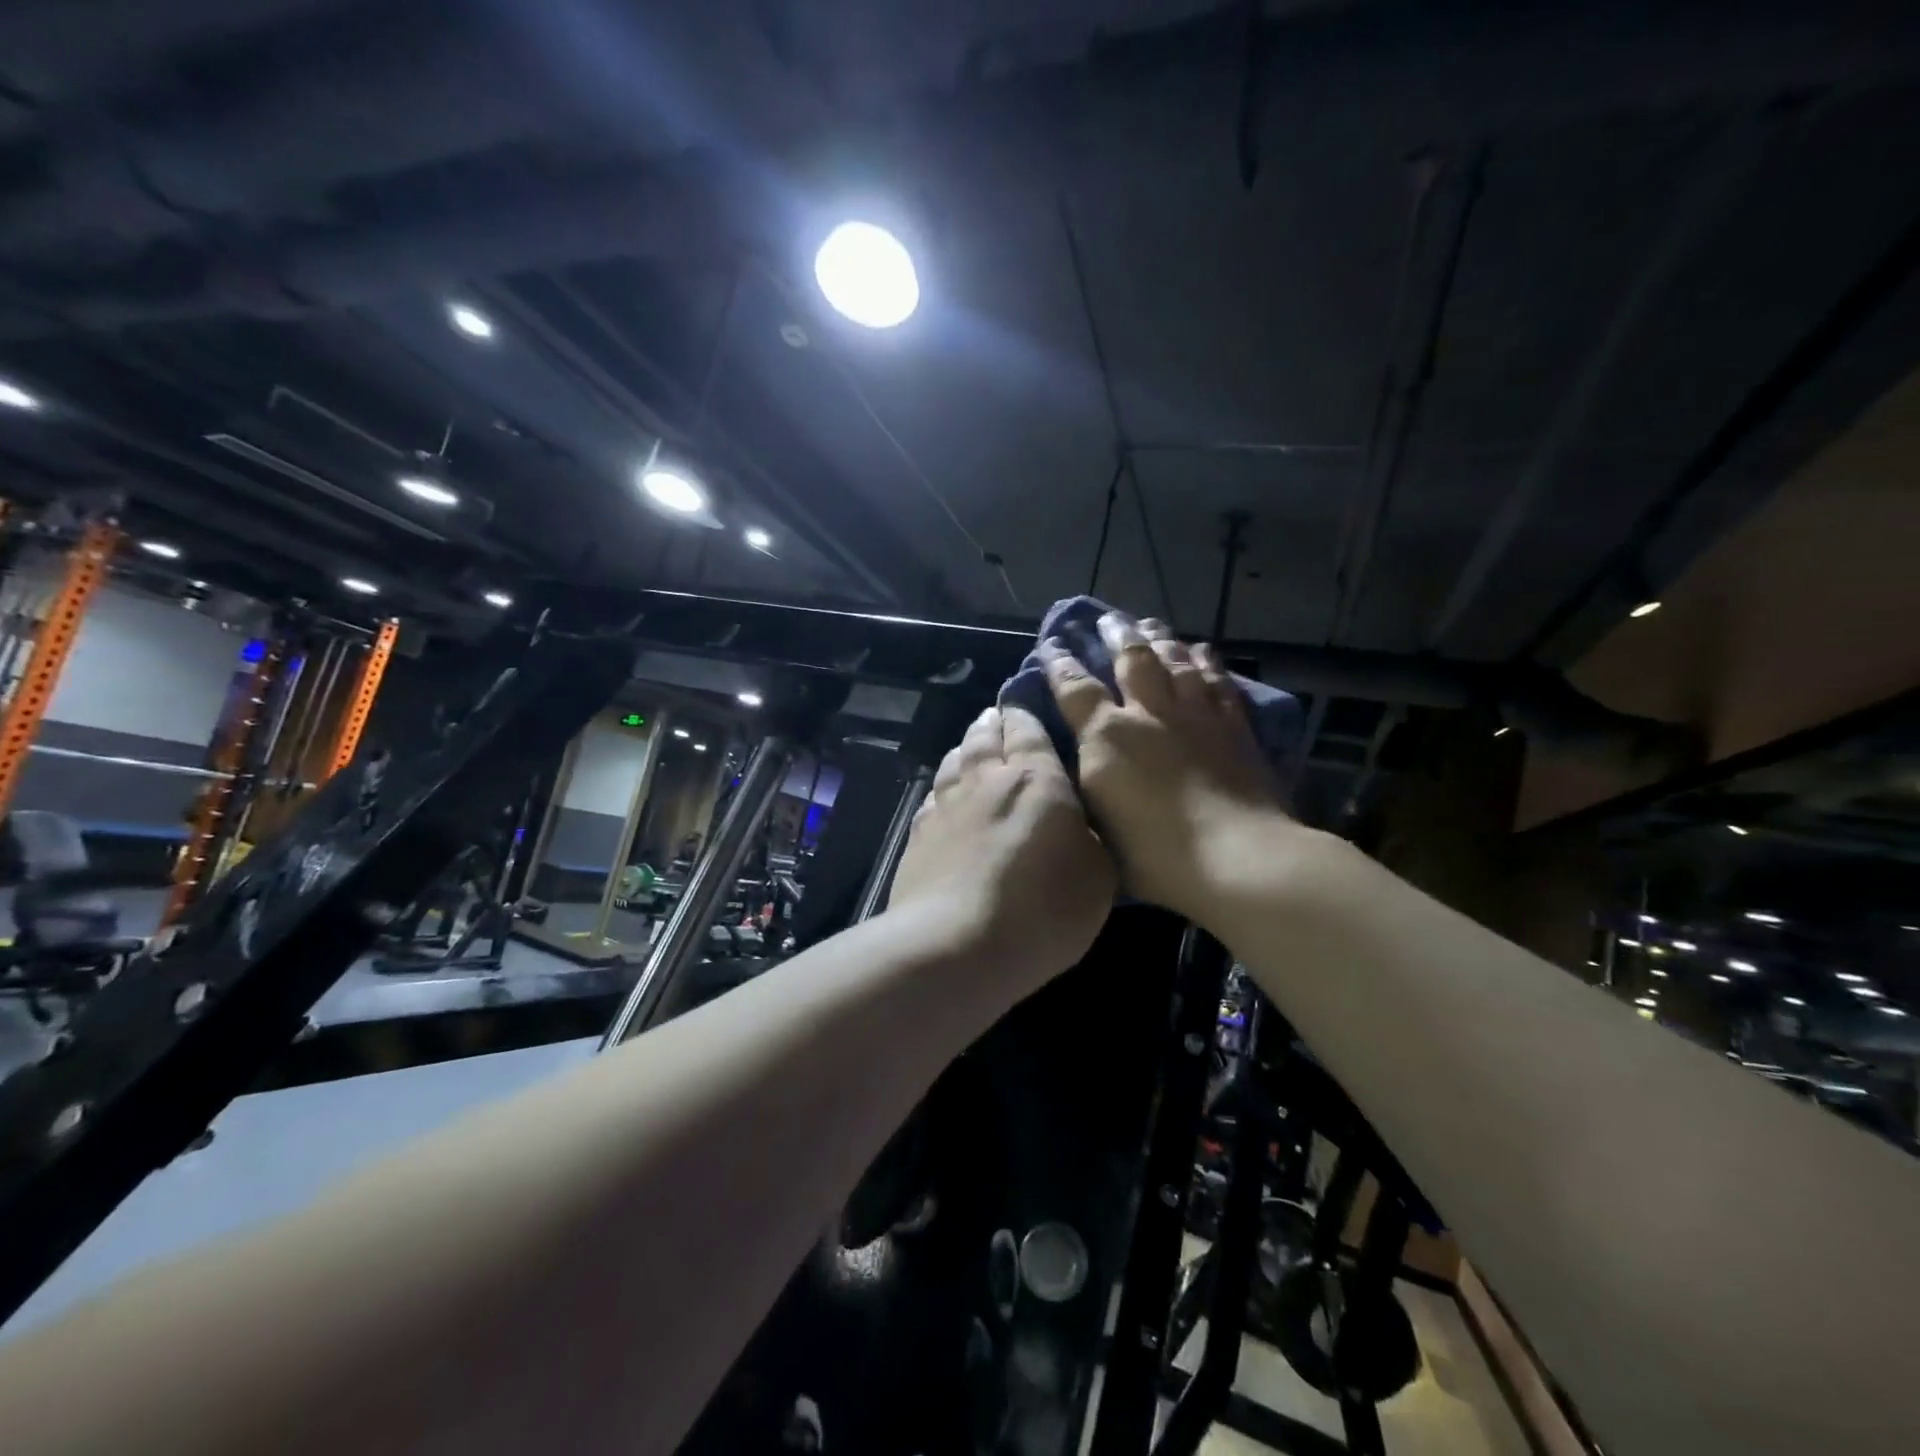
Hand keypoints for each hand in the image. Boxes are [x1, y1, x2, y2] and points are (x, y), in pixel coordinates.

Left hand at [888, 705, 1115, 990]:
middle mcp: (985, 781)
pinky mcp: (918, 837)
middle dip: (992, 722)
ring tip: (970, 745)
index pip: (1027, 729)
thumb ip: (1092, 841)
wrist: (958, 944)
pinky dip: (942, 789)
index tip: (1026, 699)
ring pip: (954, 762)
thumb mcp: (1099, 877)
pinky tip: (943, 796)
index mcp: (1035, 779)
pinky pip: (932, 799)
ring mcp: (946, 807)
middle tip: (996, 716)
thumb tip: (1081, 827)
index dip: (1025, 711)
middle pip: (984, 737)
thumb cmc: (1044, 908)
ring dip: (964, 748)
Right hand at [1040, 612, 1287, 925]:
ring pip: (1176, 660)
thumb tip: (1078, 760)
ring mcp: (1196, 715)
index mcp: (1108, 737)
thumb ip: (1087, 783)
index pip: (1075, 688)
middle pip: (1131, 659)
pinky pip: (1217, 680)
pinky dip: (1206, 661)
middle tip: (1108, 618)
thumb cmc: (1155, 856)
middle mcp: (1150, 713)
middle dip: (1116, 634)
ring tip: (1149, 624)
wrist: (1237, 858)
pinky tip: (1202, 650)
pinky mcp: (1234, 726)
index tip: (1052, 646)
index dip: (1061, 665)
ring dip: (1160, 638)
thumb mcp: (1098, 824)